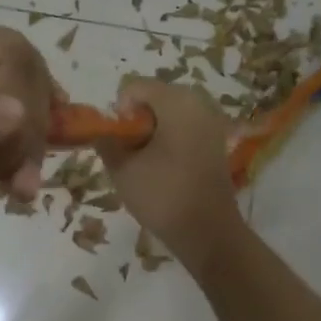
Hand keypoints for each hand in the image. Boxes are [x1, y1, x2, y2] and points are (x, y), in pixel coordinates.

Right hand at [94, 80, 244, 269]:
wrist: (208, 232)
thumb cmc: (163, 195)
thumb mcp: (122, 168)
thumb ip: (106, 141)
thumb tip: (104, 132)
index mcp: (176, 100)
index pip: (133, 88)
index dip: (119, 113)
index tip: (120, 143)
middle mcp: (198, 101)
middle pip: (153, 98)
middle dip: (136, 123)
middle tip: (131, 156)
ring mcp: (212, 121)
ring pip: (168, 115)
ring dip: (151, 134)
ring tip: (146, 165)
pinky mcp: (216, 141)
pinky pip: (184, 129)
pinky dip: (169, 142)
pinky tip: (164, 170)